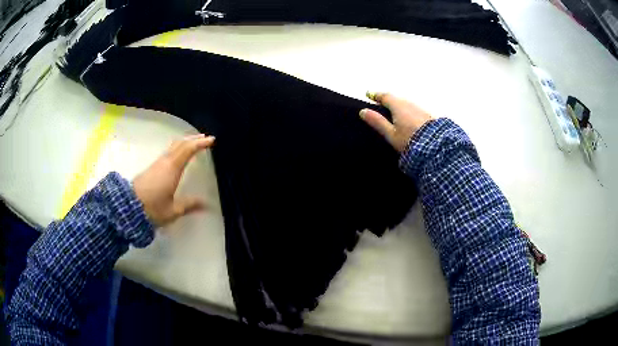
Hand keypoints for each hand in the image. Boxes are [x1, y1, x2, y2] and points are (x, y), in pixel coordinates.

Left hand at [133, 134, 214, 226]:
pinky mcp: (151, 168)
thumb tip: (206, 204)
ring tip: (194, 143)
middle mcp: (165, 162)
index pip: (188, 150)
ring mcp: (157, 164)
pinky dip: (177, 148)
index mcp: (172, 169)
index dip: (200, 143)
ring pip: (173, 147)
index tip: (212, 140)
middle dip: (193, 139)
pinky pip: (168, 152)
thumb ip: (189, 205)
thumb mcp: (173, 210)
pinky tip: (179, 154)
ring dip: (185, 143)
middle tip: (205, 138)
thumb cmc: (152, 209)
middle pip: (180, 144)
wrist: (128, 207)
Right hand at [360, 92, 432, 151]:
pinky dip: (408, 111)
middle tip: (380, 103)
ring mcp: (420, 108)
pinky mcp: (428, 115)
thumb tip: (363, 111)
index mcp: (398, 106)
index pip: (385, 96)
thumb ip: (377, 122)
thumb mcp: (391, 134)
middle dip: (388, 100)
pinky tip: (408, 120)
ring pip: (406, 104)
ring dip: (399, 106)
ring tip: (393, 112)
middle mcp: (409, 103)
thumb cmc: (410, 141)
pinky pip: (414, 110)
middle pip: (396, 99)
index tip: (369, 94)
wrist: (436, 147)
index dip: (376, 95)